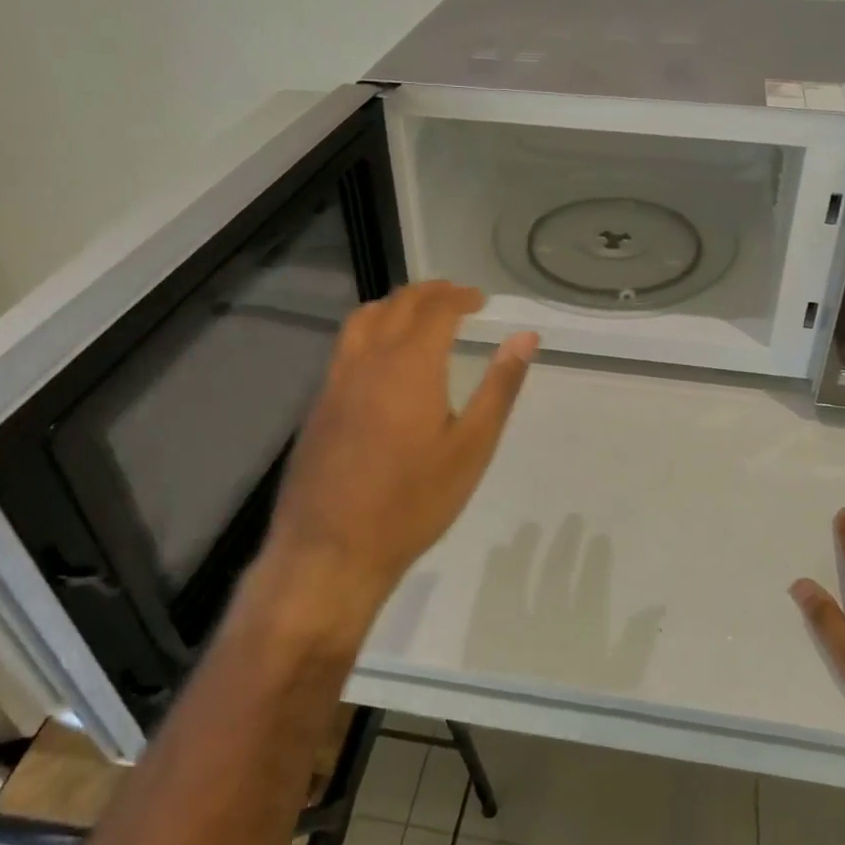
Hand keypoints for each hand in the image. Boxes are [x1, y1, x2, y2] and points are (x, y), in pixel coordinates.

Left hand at [256, 282, 537, 633]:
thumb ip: (499, 386)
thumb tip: (526, 337)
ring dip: (393, 305)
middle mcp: (368, 360)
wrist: (331, 551)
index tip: (480, 300)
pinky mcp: (318, 405)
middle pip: (397, 304)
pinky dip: (370, 331)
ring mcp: (335, 381)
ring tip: (417, 315)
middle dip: (429, 293)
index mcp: (410, 364)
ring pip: (362, 320)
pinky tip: (382, 360)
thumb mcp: (472, 447)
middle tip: (455, 298)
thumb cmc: (413, 501)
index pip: (436, 308)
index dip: (460, 296)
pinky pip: (345, 347)